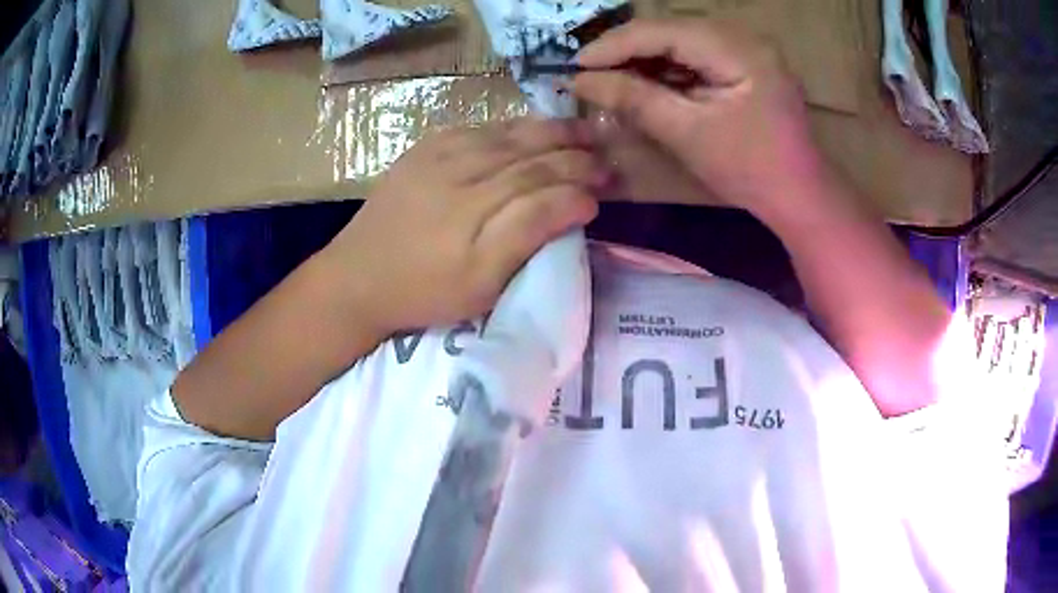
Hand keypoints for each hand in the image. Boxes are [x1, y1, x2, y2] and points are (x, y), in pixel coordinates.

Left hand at [322, 118, 602, 335]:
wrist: (355, 277)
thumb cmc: (423, 291)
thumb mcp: (481, 283)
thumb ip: (529, 234)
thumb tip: (578, 202)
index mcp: (478, 206)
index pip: (544, 182)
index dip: (580, 182)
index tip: (606, 187)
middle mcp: (462, 168)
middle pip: (530, 151)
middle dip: (573, 151)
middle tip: (605, 154)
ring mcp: (439, 153)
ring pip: (507, 133)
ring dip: (549, 131)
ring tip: (580, 131)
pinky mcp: (424, 149)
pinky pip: (477, 127)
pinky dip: (511, 126)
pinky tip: (529, 129)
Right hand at [571, 18, 824, 221]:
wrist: (801, 196)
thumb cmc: (750, 170)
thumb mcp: (687, 133)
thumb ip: (633, 99)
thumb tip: (580, 80)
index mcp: (736, 49)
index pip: (662, 31)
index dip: (614, 45)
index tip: (576, 66)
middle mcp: (743, 37)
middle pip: (671, 31)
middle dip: (627, 51)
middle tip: (590, 73)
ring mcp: (747, 50)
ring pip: (682, 42)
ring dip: (645, 59)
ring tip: (611, 79)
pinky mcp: (746, 65)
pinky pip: (698, 56)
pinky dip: (668, 69)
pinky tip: (646, 83)